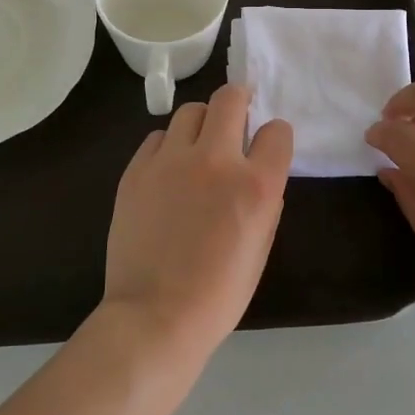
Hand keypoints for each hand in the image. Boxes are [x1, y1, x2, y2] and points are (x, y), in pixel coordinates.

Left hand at [101, 84, 294, 358]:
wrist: (155, 316)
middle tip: (237, 117)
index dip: (275, 137)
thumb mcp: (261, 247)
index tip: (267, 147)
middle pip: (230, 98)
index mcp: (256, 185)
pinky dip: (169, 146)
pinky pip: (158, 137)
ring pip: (191, 111)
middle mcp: (216, 161)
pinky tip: (169, 171)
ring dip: (203, 123)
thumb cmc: (219, 293)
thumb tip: (257, 173)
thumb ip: (265, 200)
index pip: (277, 131)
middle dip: (240, 101)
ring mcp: (171, 161)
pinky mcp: (137, 170)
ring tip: (199, 146)